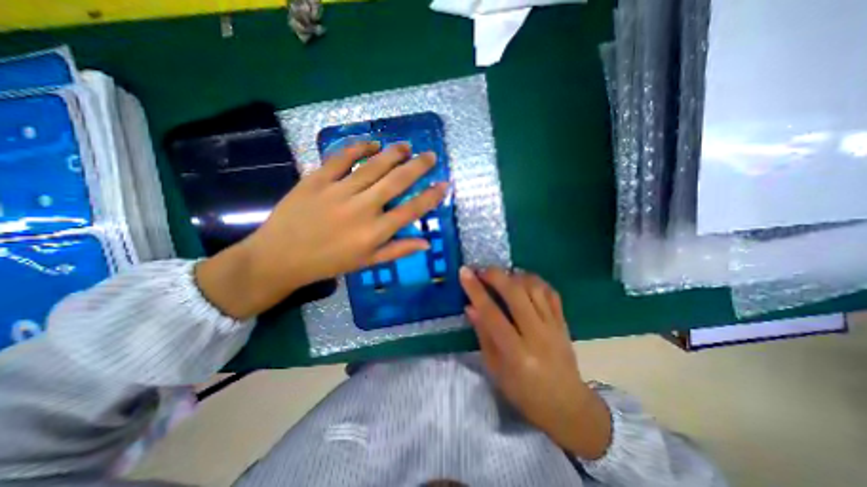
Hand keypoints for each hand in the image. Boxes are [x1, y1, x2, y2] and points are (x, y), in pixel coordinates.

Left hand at [198, 141, 446, 319]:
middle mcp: (361, 209)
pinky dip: (358, 147)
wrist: (280, 257)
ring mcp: (338, 191)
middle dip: (417, 167)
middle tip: (430, 155)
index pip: (411, 211)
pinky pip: (341, 157)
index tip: (444, 185)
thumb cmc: (328, 262)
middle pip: (396, 182)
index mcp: (374, 232)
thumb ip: (397, 250)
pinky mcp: (316, 179)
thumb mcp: (366, 262)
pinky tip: (371, 143)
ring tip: (406, 146)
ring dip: (393, 154)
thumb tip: (426, 243)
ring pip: (373, 166)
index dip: (430, 197)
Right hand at [460, 267, 608, 460]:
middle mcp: (537, 335)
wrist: (567, 406)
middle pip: (516, 294)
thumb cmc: (524, 392)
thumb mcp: (495, 370)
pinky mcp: (563, 322)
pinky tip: (523, 280)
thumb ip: (483, 335)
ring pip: (534, 288)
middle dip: (496, 276)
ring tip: (502, 276)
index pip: (492, 314)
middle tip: (482, 270)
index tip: (464, 272)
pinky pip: (550, 292)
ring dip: (515, 276)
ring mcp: (553, 327)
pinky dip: (535, 281)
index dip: (476, 290)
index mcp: (516, 353)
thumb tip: (470, 307)